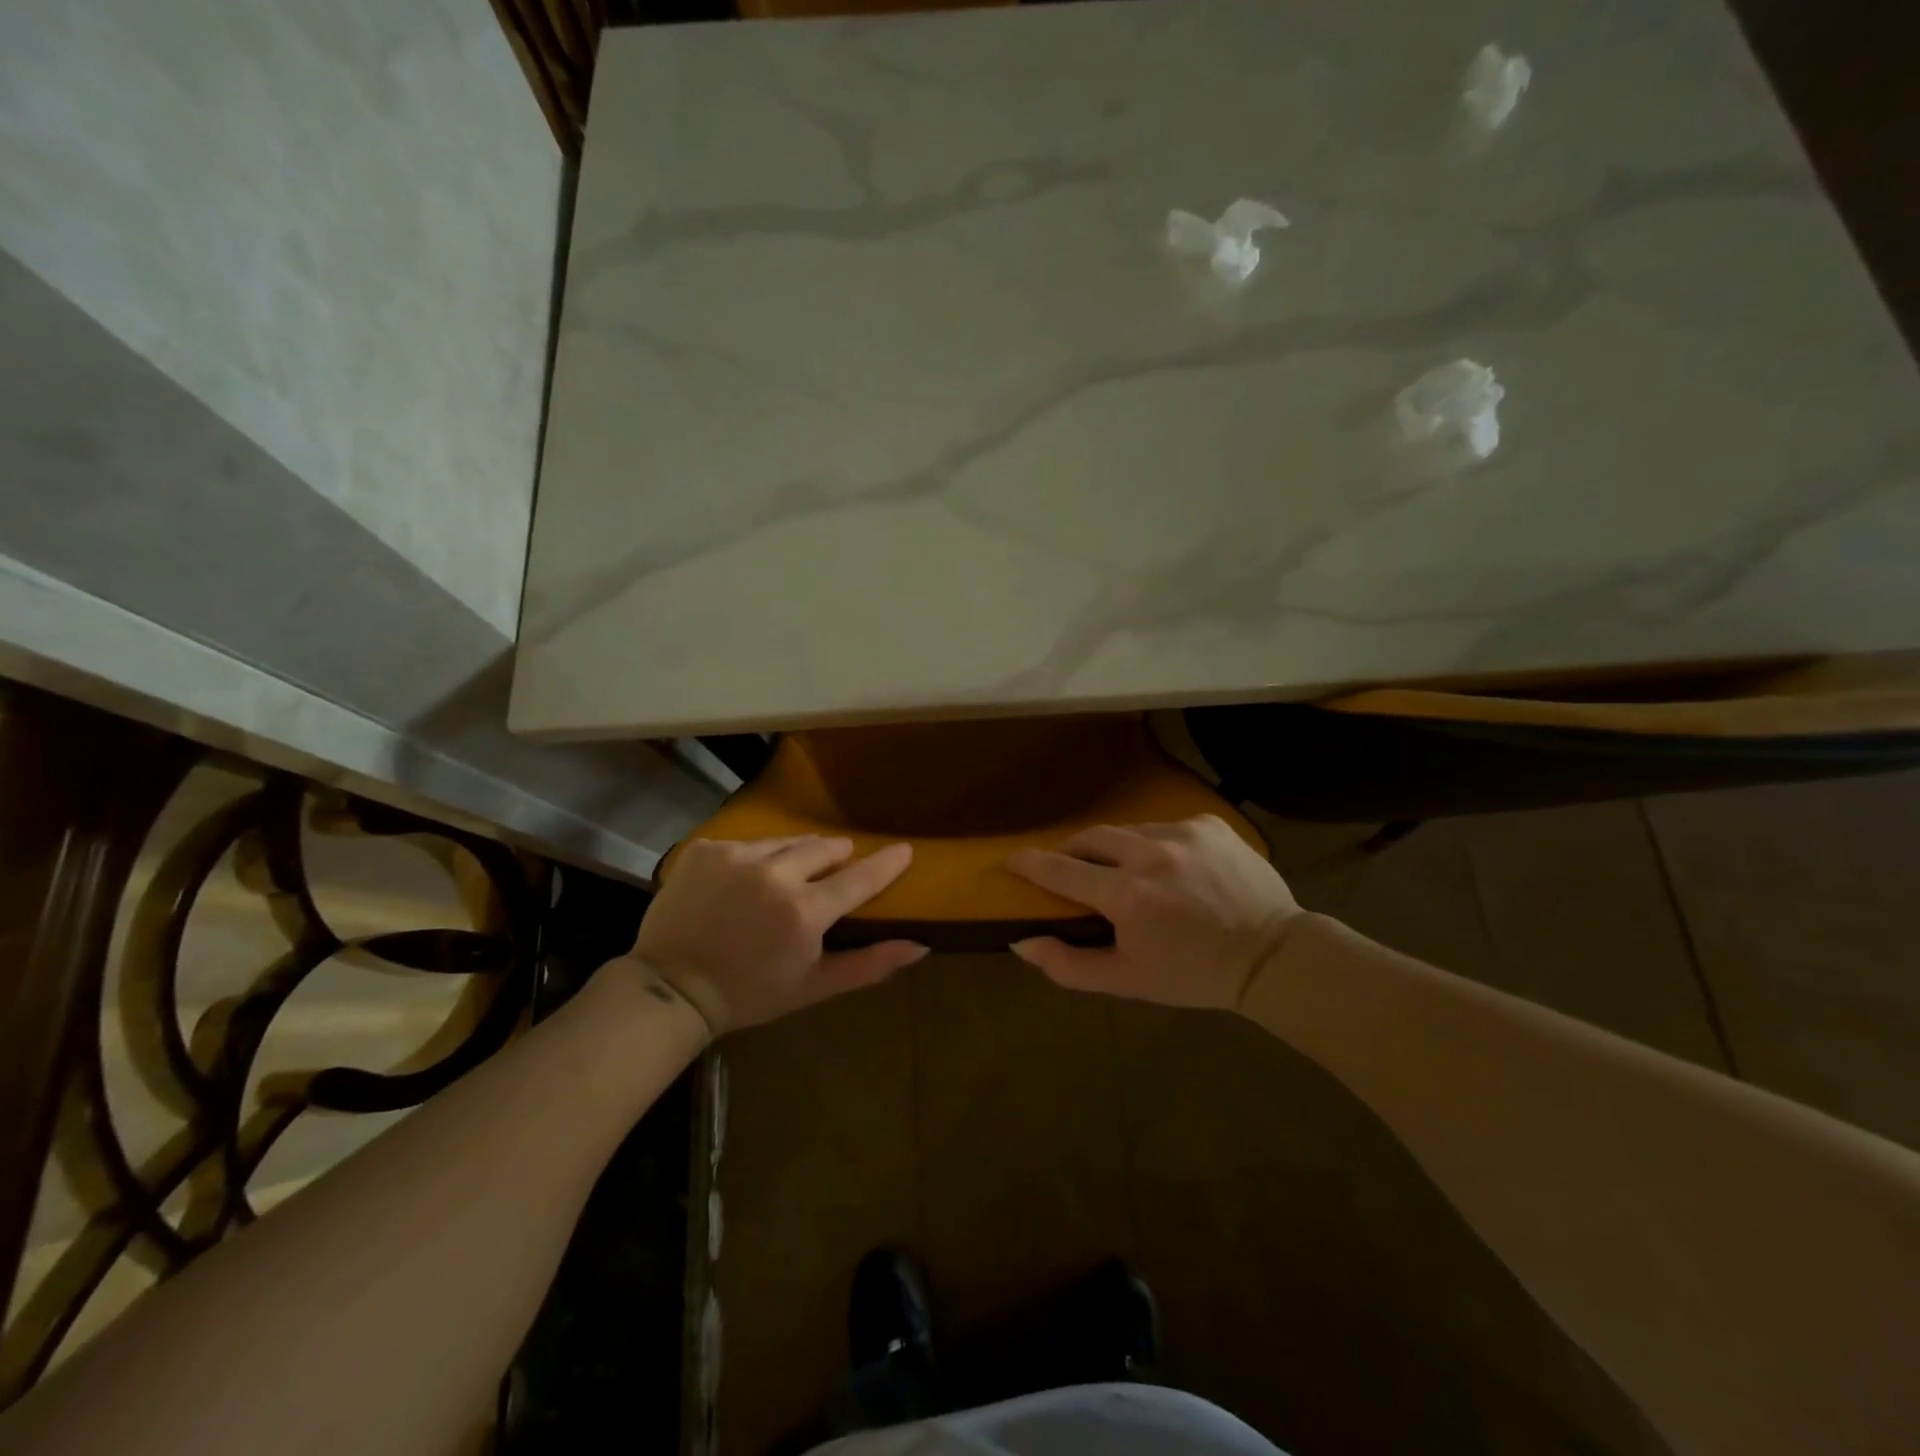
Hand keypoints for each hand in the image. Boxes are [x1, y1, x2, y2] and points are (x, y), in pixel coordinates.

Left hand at [630, 837, 926, 1034]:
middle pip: (824, 848)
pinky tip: (742, 884)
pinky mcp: (706, 849)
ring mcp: (736, 857)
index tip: (904, 849)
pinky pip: (747, 844)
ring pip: (785, 843)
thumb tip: (919, 946)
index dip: (887, 862)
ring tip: (785, 879)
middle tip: (831, 875)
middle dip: (835, 858)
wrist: (670, 989)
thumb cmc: (749, 993)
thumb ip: (869, 964)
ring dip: (794, 857)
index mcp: (804, 912)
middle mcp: (774, 875)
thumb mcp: (813, 987)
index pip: (860, 877)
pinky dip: (754, 859)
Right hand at [1006, 815, 1301, 1011]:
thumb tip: (1022, 942)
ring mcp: (1183, 832)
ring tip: (1128, 872)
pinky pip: (1166, 826)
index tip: (1013, 860)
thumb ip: (1068, 964)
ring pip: (1129, 830)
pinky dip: (1156, 844)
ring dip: (1118, 849)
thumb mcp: (1127, 980)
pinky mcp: (1209, 823)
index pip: (1061, 870)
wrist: (1273, 956)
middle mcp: (1150, 853)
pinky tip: (1171, 867)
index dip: (1031, 864)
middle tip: (1072, 868)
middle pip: (1091, 838)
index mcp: (1127, 895)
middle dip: (1074, 851)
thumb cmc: (1194, 974)